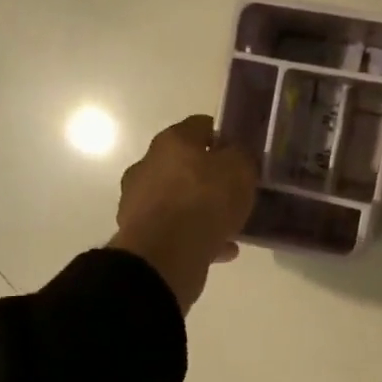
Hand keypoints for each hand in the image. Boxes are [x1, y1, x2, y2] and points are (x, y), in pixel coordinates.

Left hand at [109, 115, 257, 313]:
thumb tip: (237, 154)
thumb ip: (242, 157)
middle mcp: (149, 165)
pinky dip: (197, 236)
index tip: (241, 152)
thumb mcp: (240, 170)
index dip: (223, 136)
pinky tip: (221, 249)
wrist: (165, 254)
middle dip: (209, 176)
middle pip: (185, 164)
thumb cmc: (205, 201)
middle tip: (235, 191)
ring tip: (230, 226)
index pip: (200, 126)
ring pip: (179, 200)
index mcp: (172, 141)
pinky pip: (175, 230)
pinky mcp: (139, 233)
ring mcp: (140, 201)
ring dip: (201, 210)